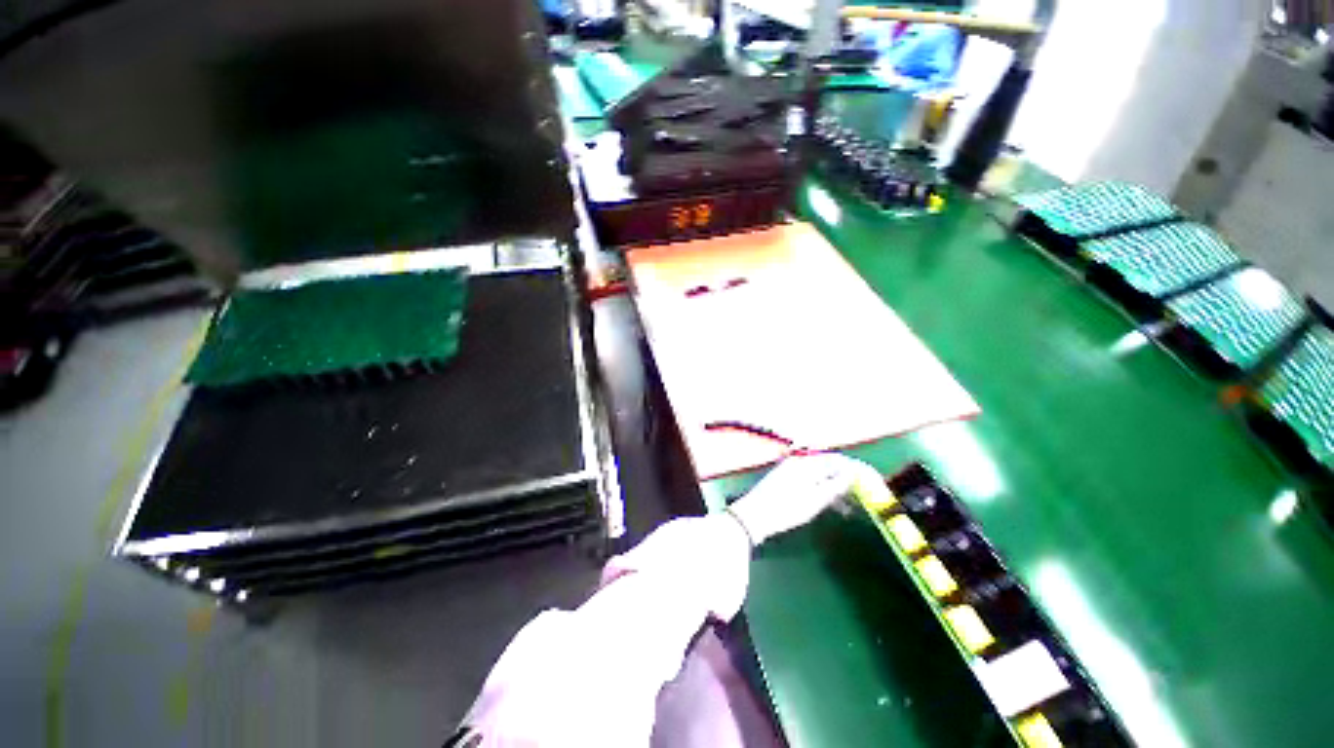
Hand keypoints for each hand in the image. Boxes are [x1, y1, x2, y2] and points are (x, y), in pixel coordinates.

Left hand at [727, 452, 883, 545]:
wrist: (753, 517)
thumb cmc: (786, 508)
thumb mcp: (814, 499)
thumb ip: (835, 485)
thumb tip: (852, 472)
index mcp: (805, 463)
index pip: (835, 459)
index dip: (854, 469)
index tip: (870, 481)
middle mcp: (798, 463)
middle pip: (827, 467)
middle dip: (846, 481)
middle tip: (863, 497)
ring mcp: (790, 473)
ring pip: (819, 477)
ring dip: (835, 489)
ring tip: (850, 509)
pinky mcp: (785, 484)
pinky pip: (810, 483)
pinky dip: (822, 493)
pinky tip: (831, 508)